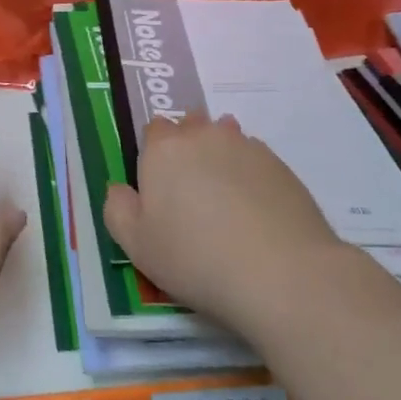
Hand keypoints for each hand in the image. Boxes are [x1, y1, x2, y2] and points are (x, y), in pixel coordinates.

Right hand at [103, 112, 351, 333]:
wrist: (280, 272)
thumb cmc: (194, 257)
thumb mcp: (135, 245)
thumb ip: (118, 209)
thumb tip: (120, 189)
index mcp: (164, 149)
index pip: (153, 130)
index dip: (153, 154)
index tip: (157, 185)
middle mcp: (205, 136)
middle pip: (191, 127)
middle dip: (187, 148)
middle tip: (189, 192)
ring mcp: (248, 147)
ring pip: (226, 139)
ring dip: (220, 158)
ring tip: (223, 199)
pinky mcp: (282, 167)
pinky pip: (255, 160)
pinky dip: (249, 176)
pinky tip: (253, 210)